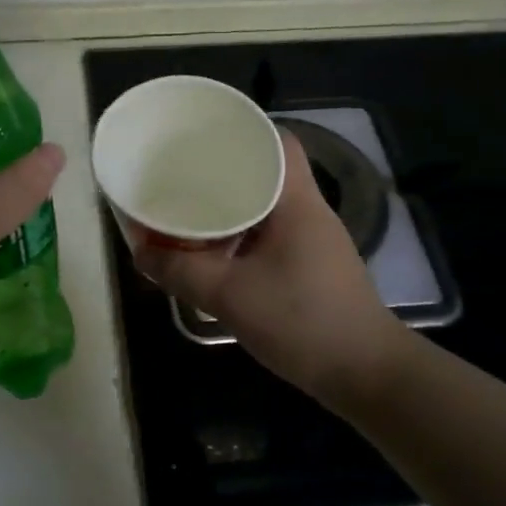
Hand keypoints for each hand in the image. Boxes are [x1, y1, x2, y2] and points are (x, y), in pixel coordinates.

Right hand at [135, 129, 404, 402]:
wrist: (365, 374)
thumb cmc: (301, 321)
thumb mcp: (228, 296)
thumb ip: (180, 271)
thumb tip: (140, 252)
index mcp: (296, 202)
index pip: (278, 141)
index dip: (242, 130)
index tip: (204, 135)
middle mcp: (309, 212)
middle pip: (267, 171)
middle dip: (224, 169)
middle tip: (183, 172)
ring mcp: (314, 241)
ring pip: (267, 205)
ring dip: (231, 205)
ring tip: (190, 208)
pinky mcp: (312, 267)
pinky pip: (270, 234)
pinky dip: (241, 234)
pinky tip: (214, 251)